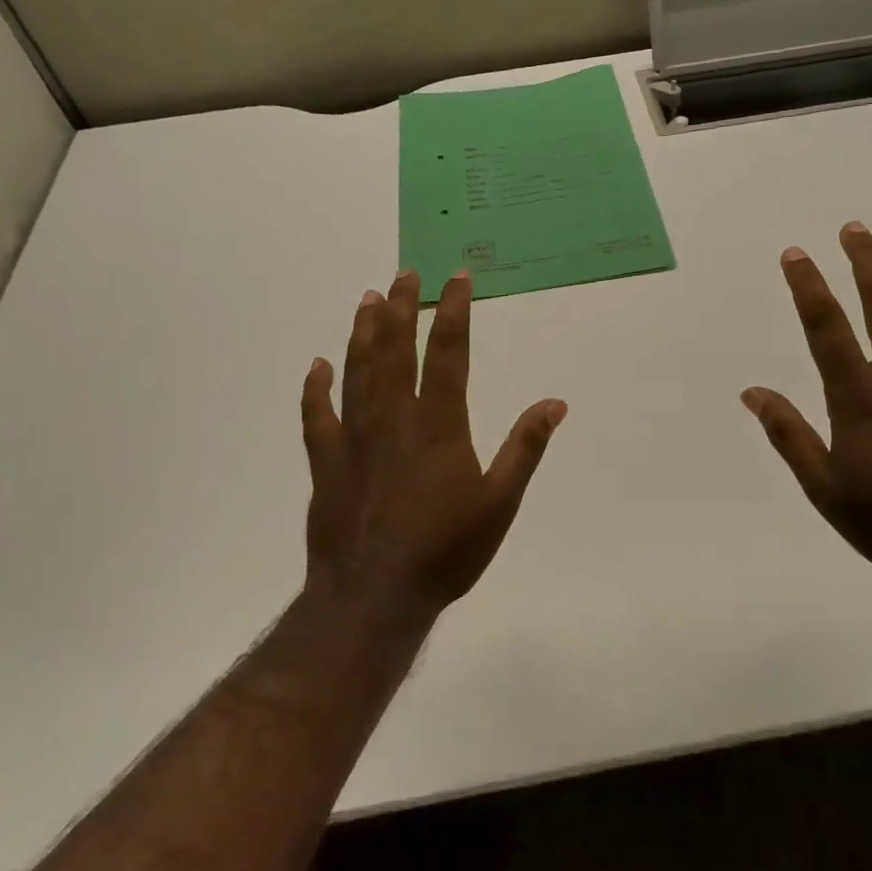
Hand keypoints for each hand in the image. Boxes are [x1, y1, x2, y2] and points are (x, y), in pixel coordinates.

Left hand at [301, 269, 566, 608]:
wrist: (374, 596)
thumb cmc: (446, 550)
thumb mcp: (500, 503)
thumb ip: (525, 448)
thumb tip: (555, 403)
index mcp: (438, 425)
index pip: (448, 352)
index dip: (454, 310)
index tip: (457, 277)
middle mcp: (393, 419)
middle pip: (395, 349)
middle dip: (400, 307)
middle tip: (403, 274)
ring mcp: (354, 438)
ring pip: (357, 371)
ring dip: (363, 332)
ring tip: (367, 299)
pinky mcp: (327, 463)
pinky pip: (317, 416)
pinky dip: (316, 388)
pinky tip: (317, 366)